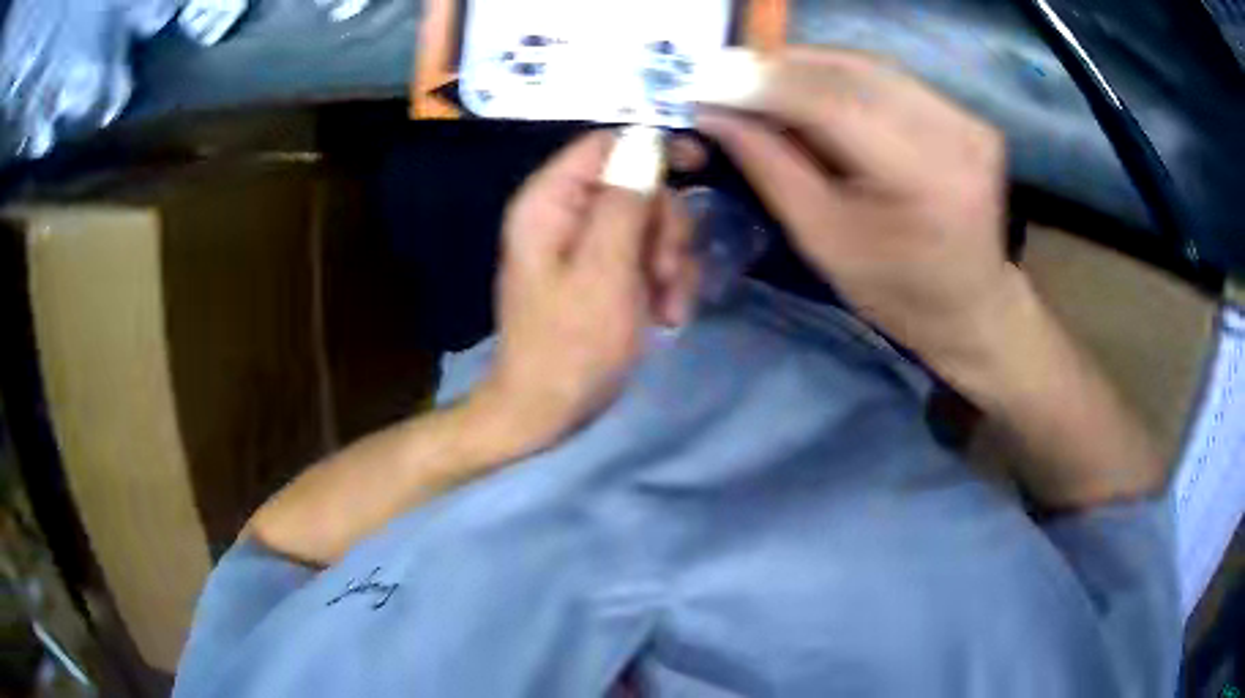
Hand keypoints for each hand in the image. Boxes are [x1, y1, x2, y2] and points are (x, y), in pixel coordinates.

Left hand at [472, 130, 698, 451]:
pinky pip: (647, 256)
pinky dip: (665, 283)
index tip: (700, 164)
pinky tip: (666, 315)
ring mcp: (585, 245)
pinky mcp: (603, 272)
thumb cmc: (570, 346)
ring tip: (668, 308)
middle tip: (668, 274)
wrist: (548, 411)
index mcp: (549, 202)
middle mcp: (564, 214)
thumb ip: (625, 203)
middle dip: (666, 229)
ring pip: (650, 224)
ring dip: (672, 263)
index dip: (653, 147)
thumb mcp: (604, 272)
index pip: (605, 144)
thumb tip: (647, 142)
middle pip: (637, 186)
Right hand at [696, 48, 1163, 505]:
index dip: (753, 78)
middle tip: (721, 76)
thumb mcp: (830, 246)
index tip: (699, 77)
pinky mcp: (963, 115)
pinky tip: (811, 94)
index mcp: (915, 171)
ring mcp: (961, 115)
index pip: (818, 92)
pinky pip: (884, 78)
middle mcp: (946, 126)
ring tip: (759, 85)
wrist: (990, 322)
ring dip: (805, 69)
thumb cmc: (910, 303)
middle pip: (841, 67)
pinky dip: (838, 78)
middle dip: (773, 66)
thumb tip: (724, 114)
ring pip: (862, 64)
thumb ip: (777, 168)